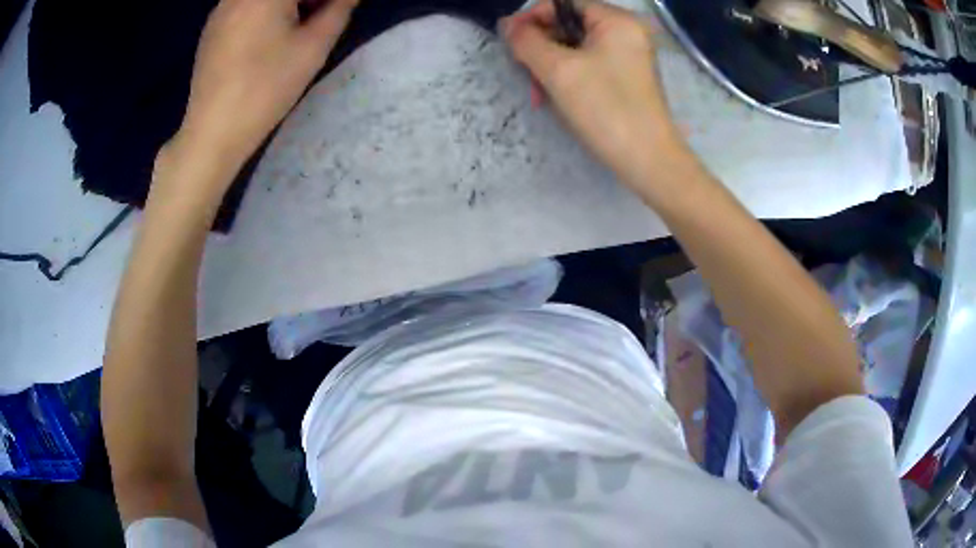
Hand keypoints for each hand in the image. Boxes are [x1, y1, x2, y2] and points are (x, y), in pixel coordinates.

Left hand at [177, 0, 357, 174]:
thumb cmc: (266, 89)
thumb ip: (338, 9)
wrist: (212, 132)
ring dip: (288, 3)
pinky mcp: (211, 28)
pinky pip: (245, 4)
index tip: (337, 10)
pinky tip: (268, 36)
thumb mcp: (313, 48)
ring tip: (297, 26)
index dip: (325, 1)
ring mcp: (221, 9)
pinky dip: (264, 10)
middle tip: (324, 14)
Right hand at [503, 1, 683, 185]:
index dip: (532, 18)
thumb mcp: (558, 70)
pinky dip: (569, 77)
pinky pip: (589, 65)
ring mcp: (629, 56)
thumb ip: (527, 41)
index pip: (562, 4)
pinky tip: (558, 98)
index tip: (510, 42)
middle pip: (569, 25)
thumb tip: (507, 25)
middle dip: (541, 47)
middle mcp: (626, 32)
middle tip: (525, 73)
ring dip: (551, 66)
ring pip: (576, 48)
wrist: (649, 161)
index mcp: (616, 20)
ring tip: (539, 93)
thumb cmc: (605, 109)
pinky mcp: (627, 78)